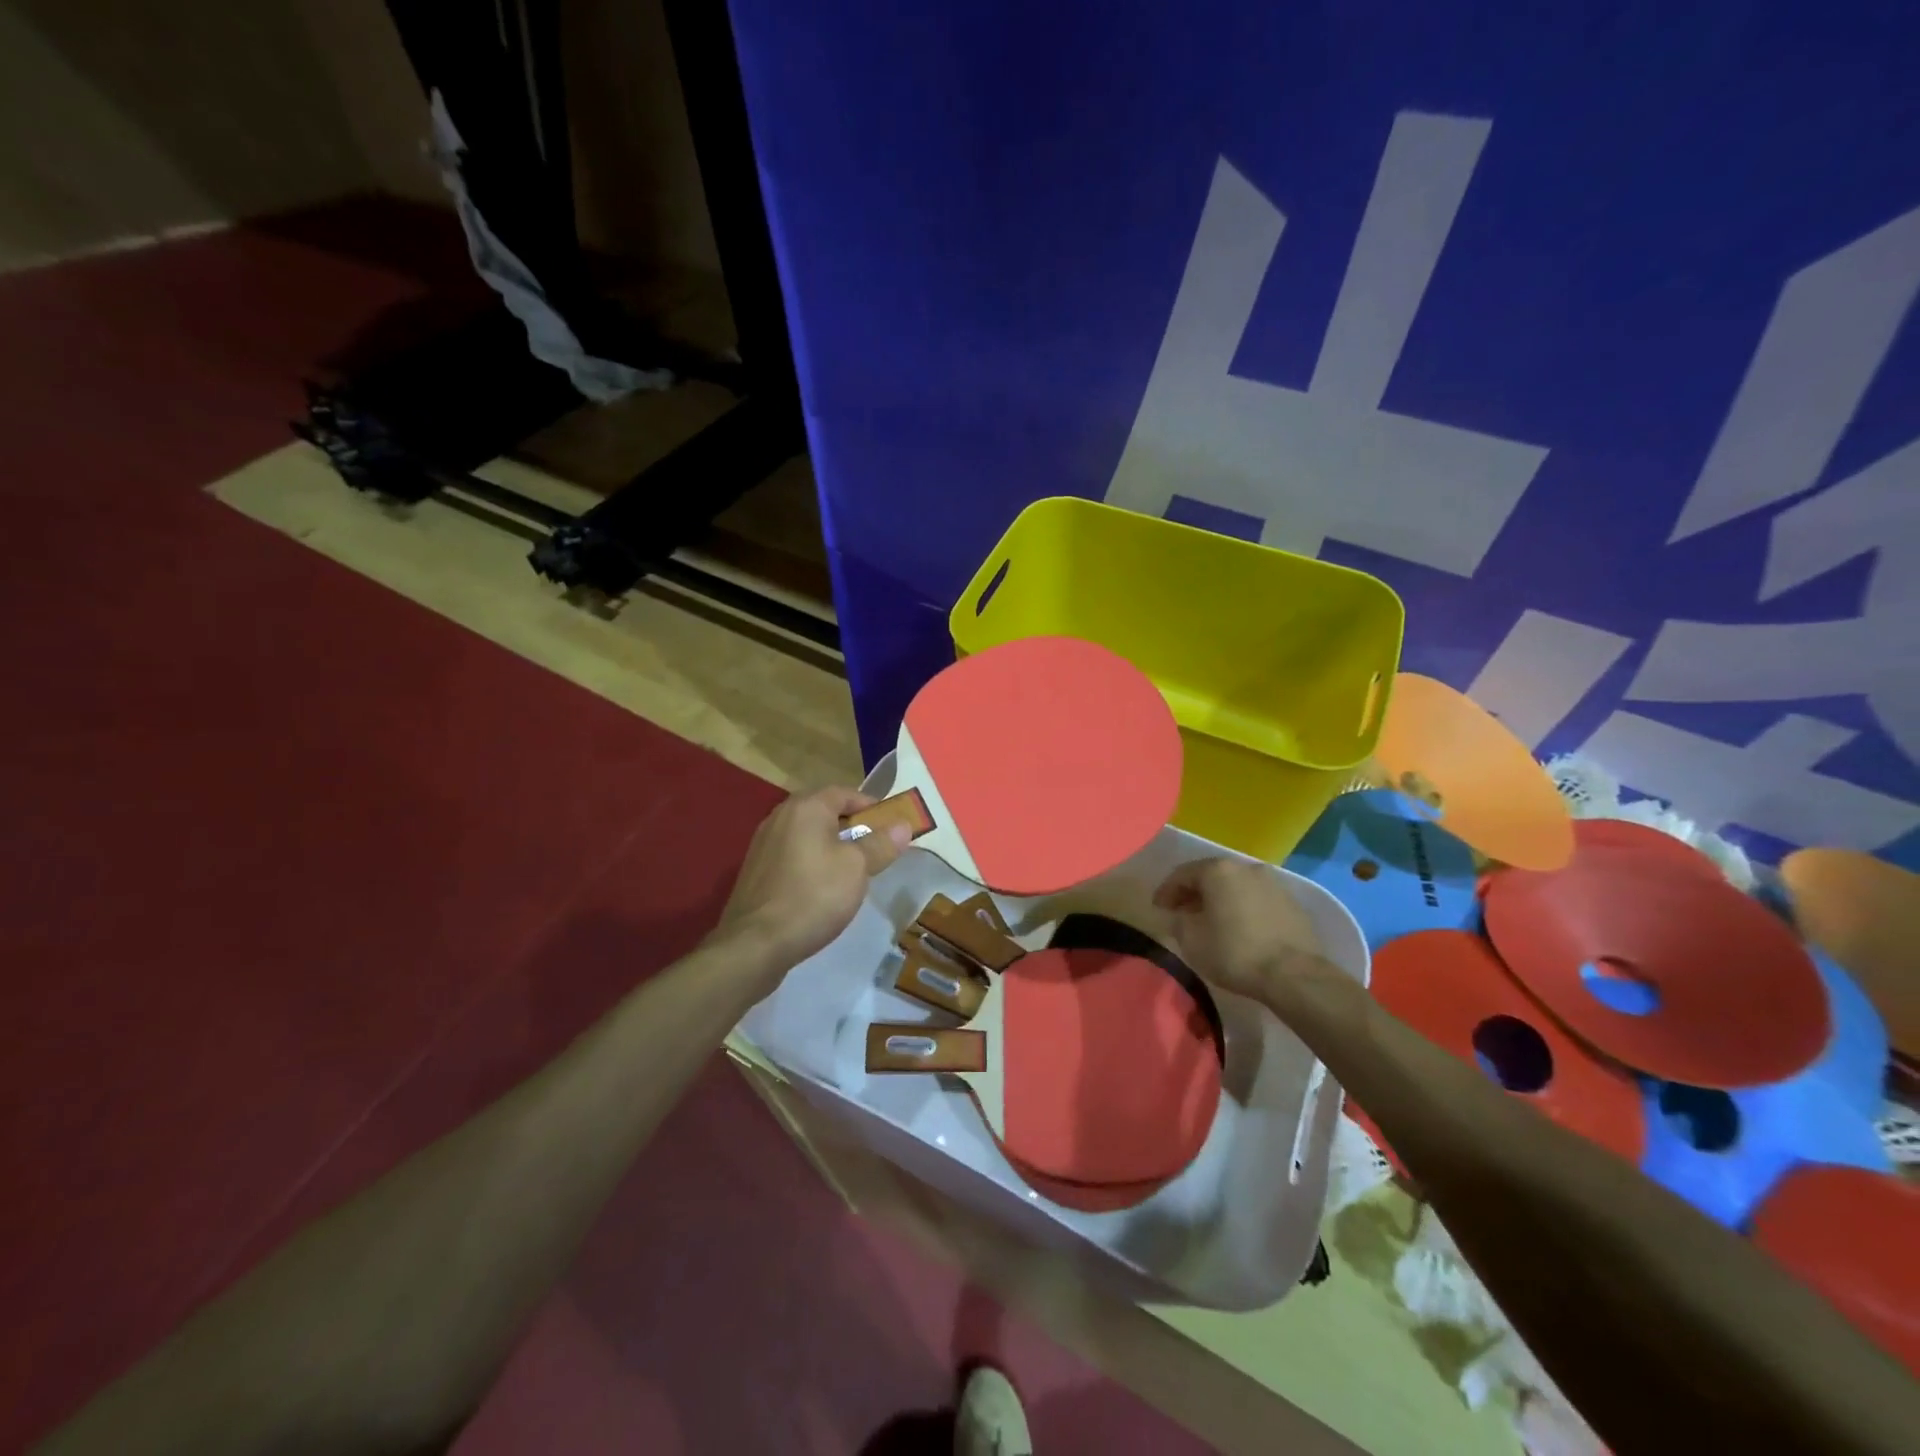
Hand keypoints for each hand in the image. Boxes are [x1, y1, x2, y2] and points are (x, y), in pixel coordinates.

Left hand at [715, 787, 909, 971]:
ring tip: (851, 869)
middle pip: (824, 810)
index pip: (845, 792)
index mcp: (806, 807)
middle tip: (874, 847)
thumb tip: (904, 825)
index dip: (871, 806)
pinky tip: (821, 887)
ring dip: (831, 844)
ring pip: (807, 833)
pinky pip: (792, 854)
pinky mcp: (755, 869)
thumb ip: (881, 843)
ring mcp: (763, 843)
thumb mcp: (857, 868)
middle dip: (852, 825)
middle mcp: (781, 816)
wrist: (756, 943)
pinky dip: (811, 861)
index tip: (891, 826)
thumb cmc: (813, 895)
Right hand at [1153, 857, 1331, 1000]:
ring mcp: (1273, 884)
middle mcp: (1246, 868)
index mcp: (1218, 870)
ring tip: (1211, 922)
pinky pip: (1257, 900)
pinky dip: (1243, 909)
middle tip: (1181, 913)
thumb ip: (1177, 920)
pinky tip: (1239, 929)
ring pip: (1236, 887)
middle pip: (1211, 877)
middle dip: (1194, 894)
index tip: (1158, 909)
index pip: (1182, 874)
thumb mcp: (1191, 940)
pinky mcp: (1292, 904)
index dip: (1166, 891)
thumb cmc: (1234, 952)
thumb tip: (1178, 915)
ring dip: (1220, 901)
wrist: (1294, 975)